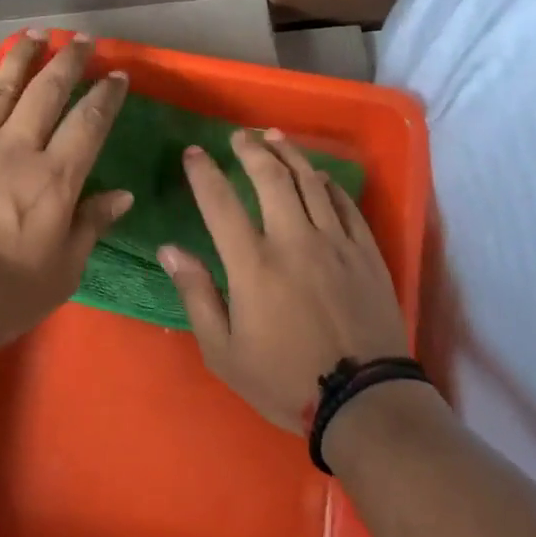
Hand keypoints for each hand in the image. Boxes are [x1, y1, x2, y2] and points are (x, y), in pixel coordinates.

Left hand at [0, 32, 131, 346]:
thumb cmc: (0, 294)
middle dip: (69, 61)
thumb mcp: (62, 272)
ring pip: (0, 86)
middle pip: (47, 92)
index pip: (89, 123)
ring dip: (21, 57)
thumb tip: (123, 194)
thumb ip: (91, 226)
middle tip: (82, 39)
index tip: (118, 75)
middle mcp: (15, 148)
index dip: (107, 95)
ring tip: (36, 35)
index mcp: (54, 179)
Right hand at [160, 129, 408, 433]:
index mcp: (254, 264)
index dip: (203, 173)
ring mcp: (336, 242)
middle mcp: (294, 240)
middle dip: (251, 150)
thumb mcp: (223, 351)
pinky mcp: (366, 252)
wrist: (363, 400)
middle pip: (271, 178)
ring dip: (290, 154)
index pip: (221, 203)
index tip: (193, 153)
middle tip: (239, 136)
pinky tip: (319, 177)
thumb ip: (196, 294)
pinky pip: (346, 204)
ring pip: (311, 182)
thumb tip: (169, 250)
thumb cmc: (284, 380)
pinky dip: (329, 184)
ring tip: (275, 138)